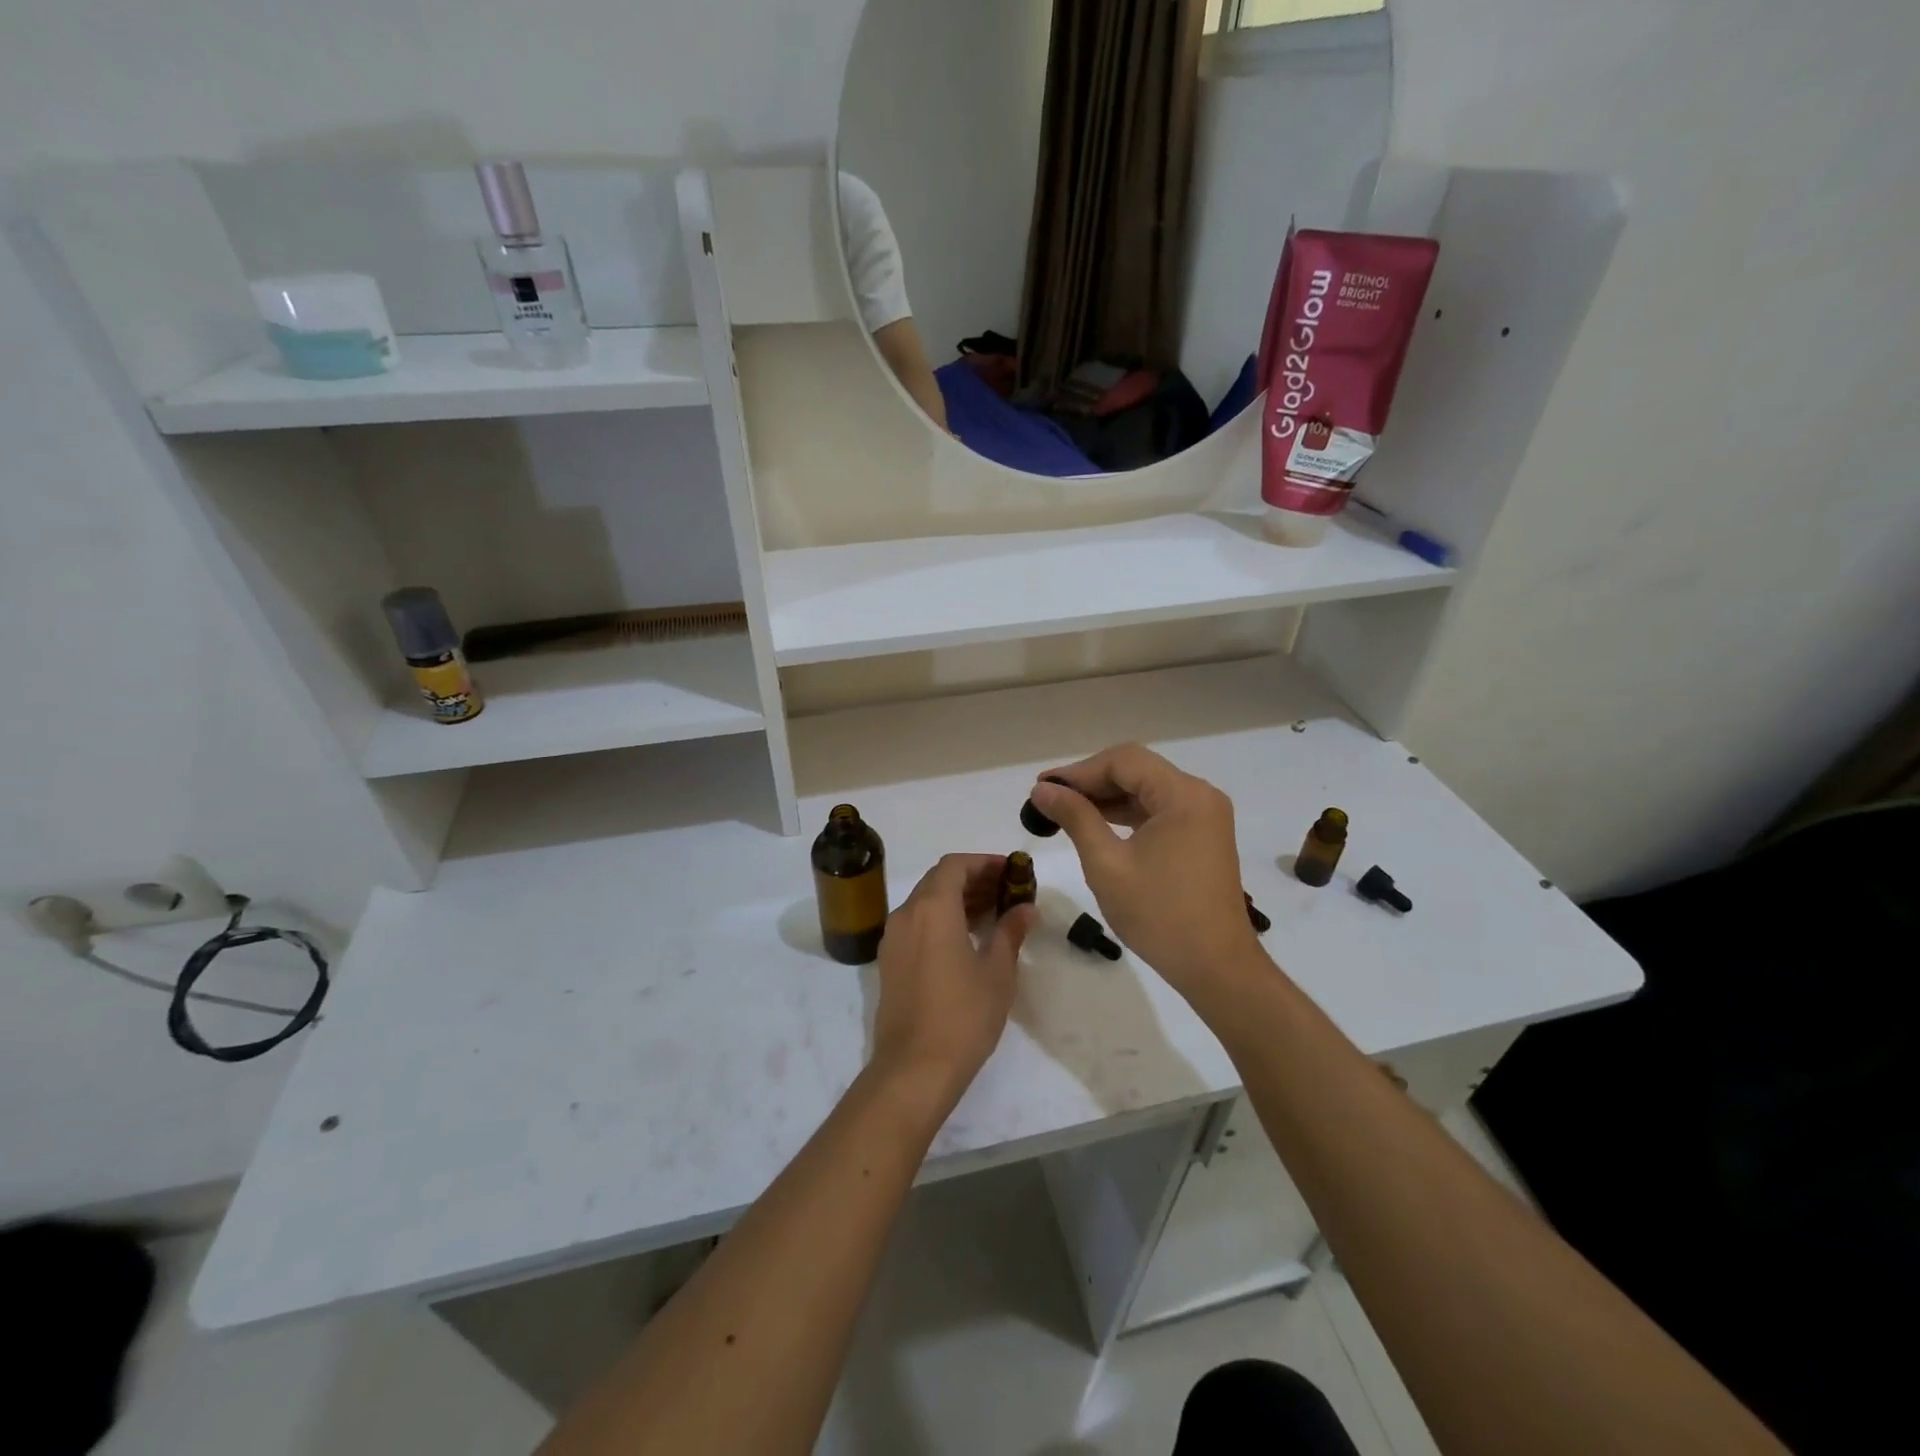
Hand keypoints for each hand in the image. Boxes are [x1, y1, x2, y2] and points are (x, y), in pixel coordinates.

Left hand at [870, 854, 1035, 1100]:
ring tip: (992, 914)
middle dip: (972, 880)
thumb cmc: (963, 1016)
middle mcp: (906, 914)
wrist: (914, 1069)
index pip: (955, 865)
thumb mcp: (997, 973)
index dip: (983, 862)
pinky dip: (940, 919)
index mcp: (932, 908)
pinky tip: (966, 939)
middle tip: (1006, 892)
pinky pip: (916, 924)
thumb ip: (1010, 932)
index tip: (1010, 871)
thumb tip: (1025, 909)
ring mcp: (893, 939)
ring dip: (956, 900)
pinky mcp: (889, 962)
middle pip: (938, 880)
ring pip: (925, 902)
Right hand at [1028, 744, 1260, 998]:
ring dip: (1107, 798)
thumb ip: (1075, 818)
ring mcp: (1204, 816)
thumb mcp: (1107, 864)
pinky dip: (1127, 815)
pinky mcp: (1202, 836)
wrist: (1216, 967)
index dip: (1079, 771)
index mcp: (1184, 795)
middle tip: (1048, 799)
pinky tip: (1096, 825)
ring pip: (1146, 790)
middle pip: (1137, 770)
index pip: (1124, 761)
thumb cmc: (1159, 915)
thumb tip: (1042, 789)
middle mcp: (1200, 795)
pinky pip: (1158, 811)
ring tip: (1064, 811)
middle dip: (1091, 782)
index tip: (1042, 787)